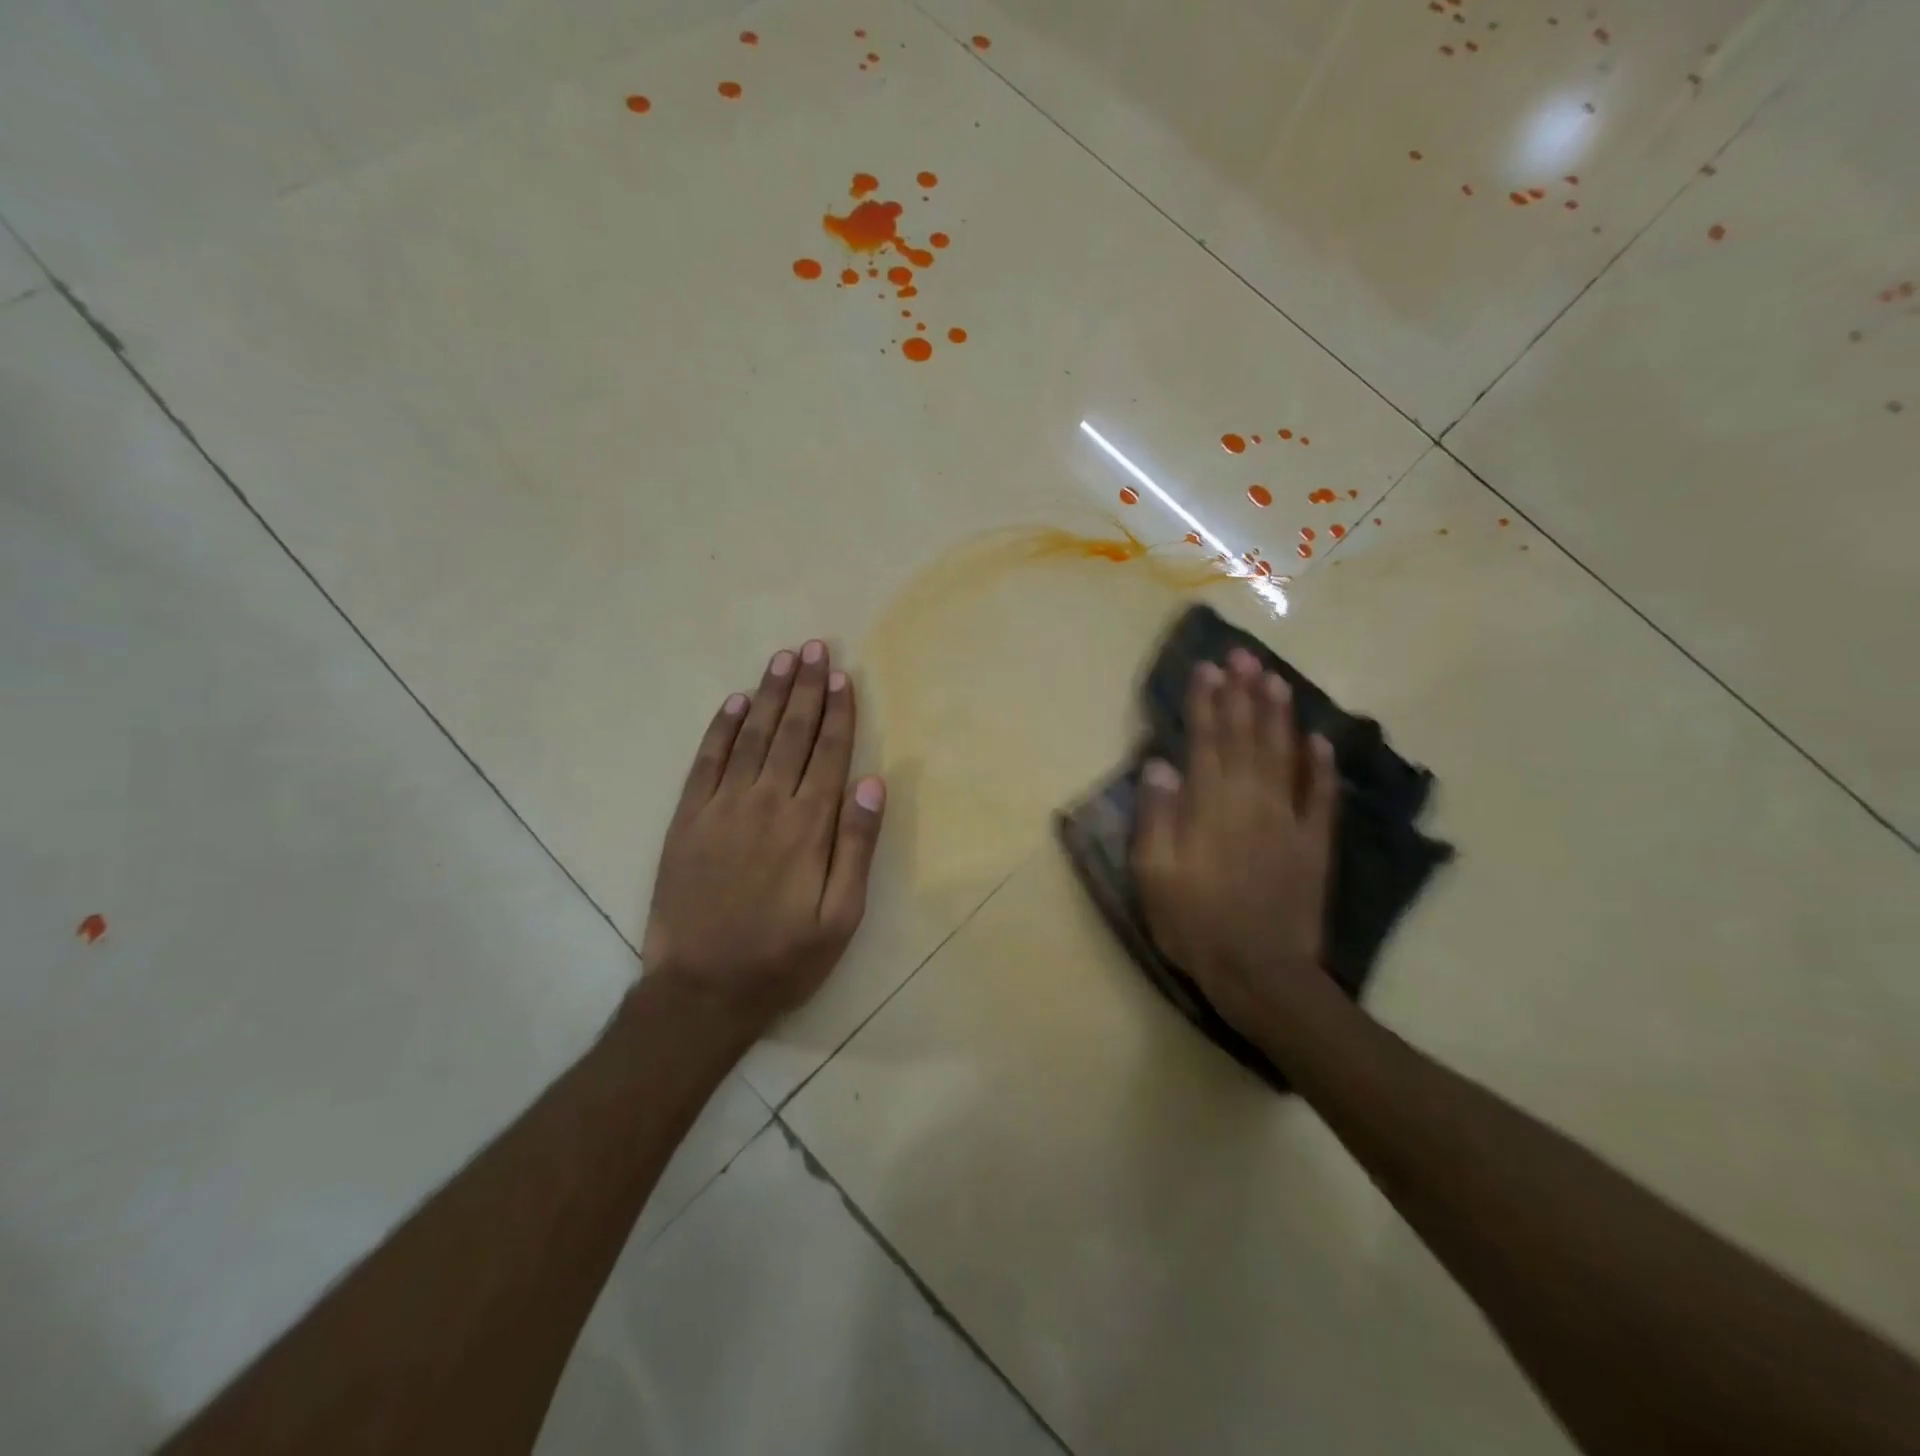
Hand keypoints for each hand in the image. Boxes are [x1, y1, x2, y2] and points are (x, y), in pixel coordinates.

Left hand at [641, 640, 885, 1042]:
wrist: (700, 989)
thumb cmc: (782, 958)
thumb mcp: (841, 917)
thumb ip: (857, 846)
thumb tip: (873, 782)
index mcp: (808, 826)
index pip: (828, 753)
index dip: (838, 712)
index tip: (843, 675)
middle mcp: (766, 803)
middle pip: (792, 733)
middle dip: (806, 688)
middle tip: (814, 647)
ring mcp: (721, 808)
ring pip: (752, 737)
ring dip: (769, 695)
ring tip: (782, 659)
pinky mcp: (687, 819)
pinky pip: (706, 761)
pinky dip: (721, 728)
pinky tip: (735, 702)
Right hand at [1130, 648, 1338, 1034]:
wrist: (1260, 972)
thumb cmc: (1194, 923)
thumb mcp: (1154, 873)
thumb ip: (1157, 815)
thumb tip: (1160, 763)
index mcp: (1209, 807)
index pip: (1206, 741)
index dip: (1205, 702)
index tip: (1206, 668)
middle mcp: (1250, 801)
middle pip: (1246, 737)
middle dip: (1243, 694)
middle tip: (1244, 655)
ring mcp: (1287, 820)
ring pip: (1283, 756)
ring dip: (1279, 715)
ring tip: (1276, 679)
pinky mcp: (1314, 844)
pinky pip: (1319, 796)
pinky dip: (1320, 766)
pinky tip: (1319, 740)